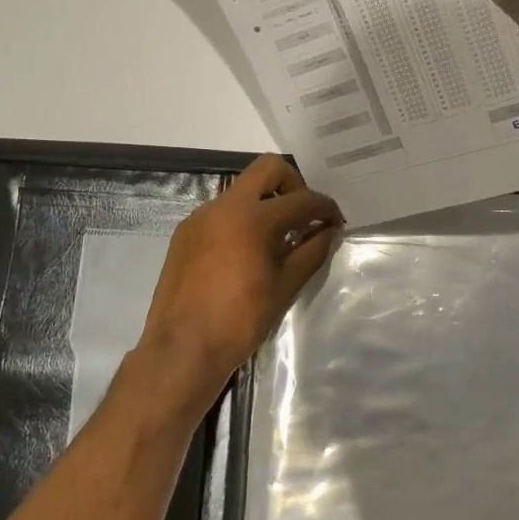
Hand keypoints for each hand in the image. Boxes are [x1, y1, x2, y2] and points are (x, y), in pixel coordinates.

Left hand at [133, 154, 342, 413]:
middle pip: (268, 169)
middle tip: (304, 217)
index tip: (336, 223)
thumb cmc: (241, 321)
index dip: (325, 208)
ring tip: (278, 240)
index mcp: (253, 217)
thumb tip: (331, 232)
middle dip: (294, 186)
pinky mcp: (185, 233)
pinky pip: (221, 212)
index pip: (301, 199)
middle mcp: (224, 205)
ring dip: (265, 203)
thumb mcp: (285, 286)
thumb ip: (312, 252)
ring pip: (242, 190)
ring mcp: (200, 217)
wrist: (182, 349)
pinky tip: (247, 253)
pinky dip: (242, 220)